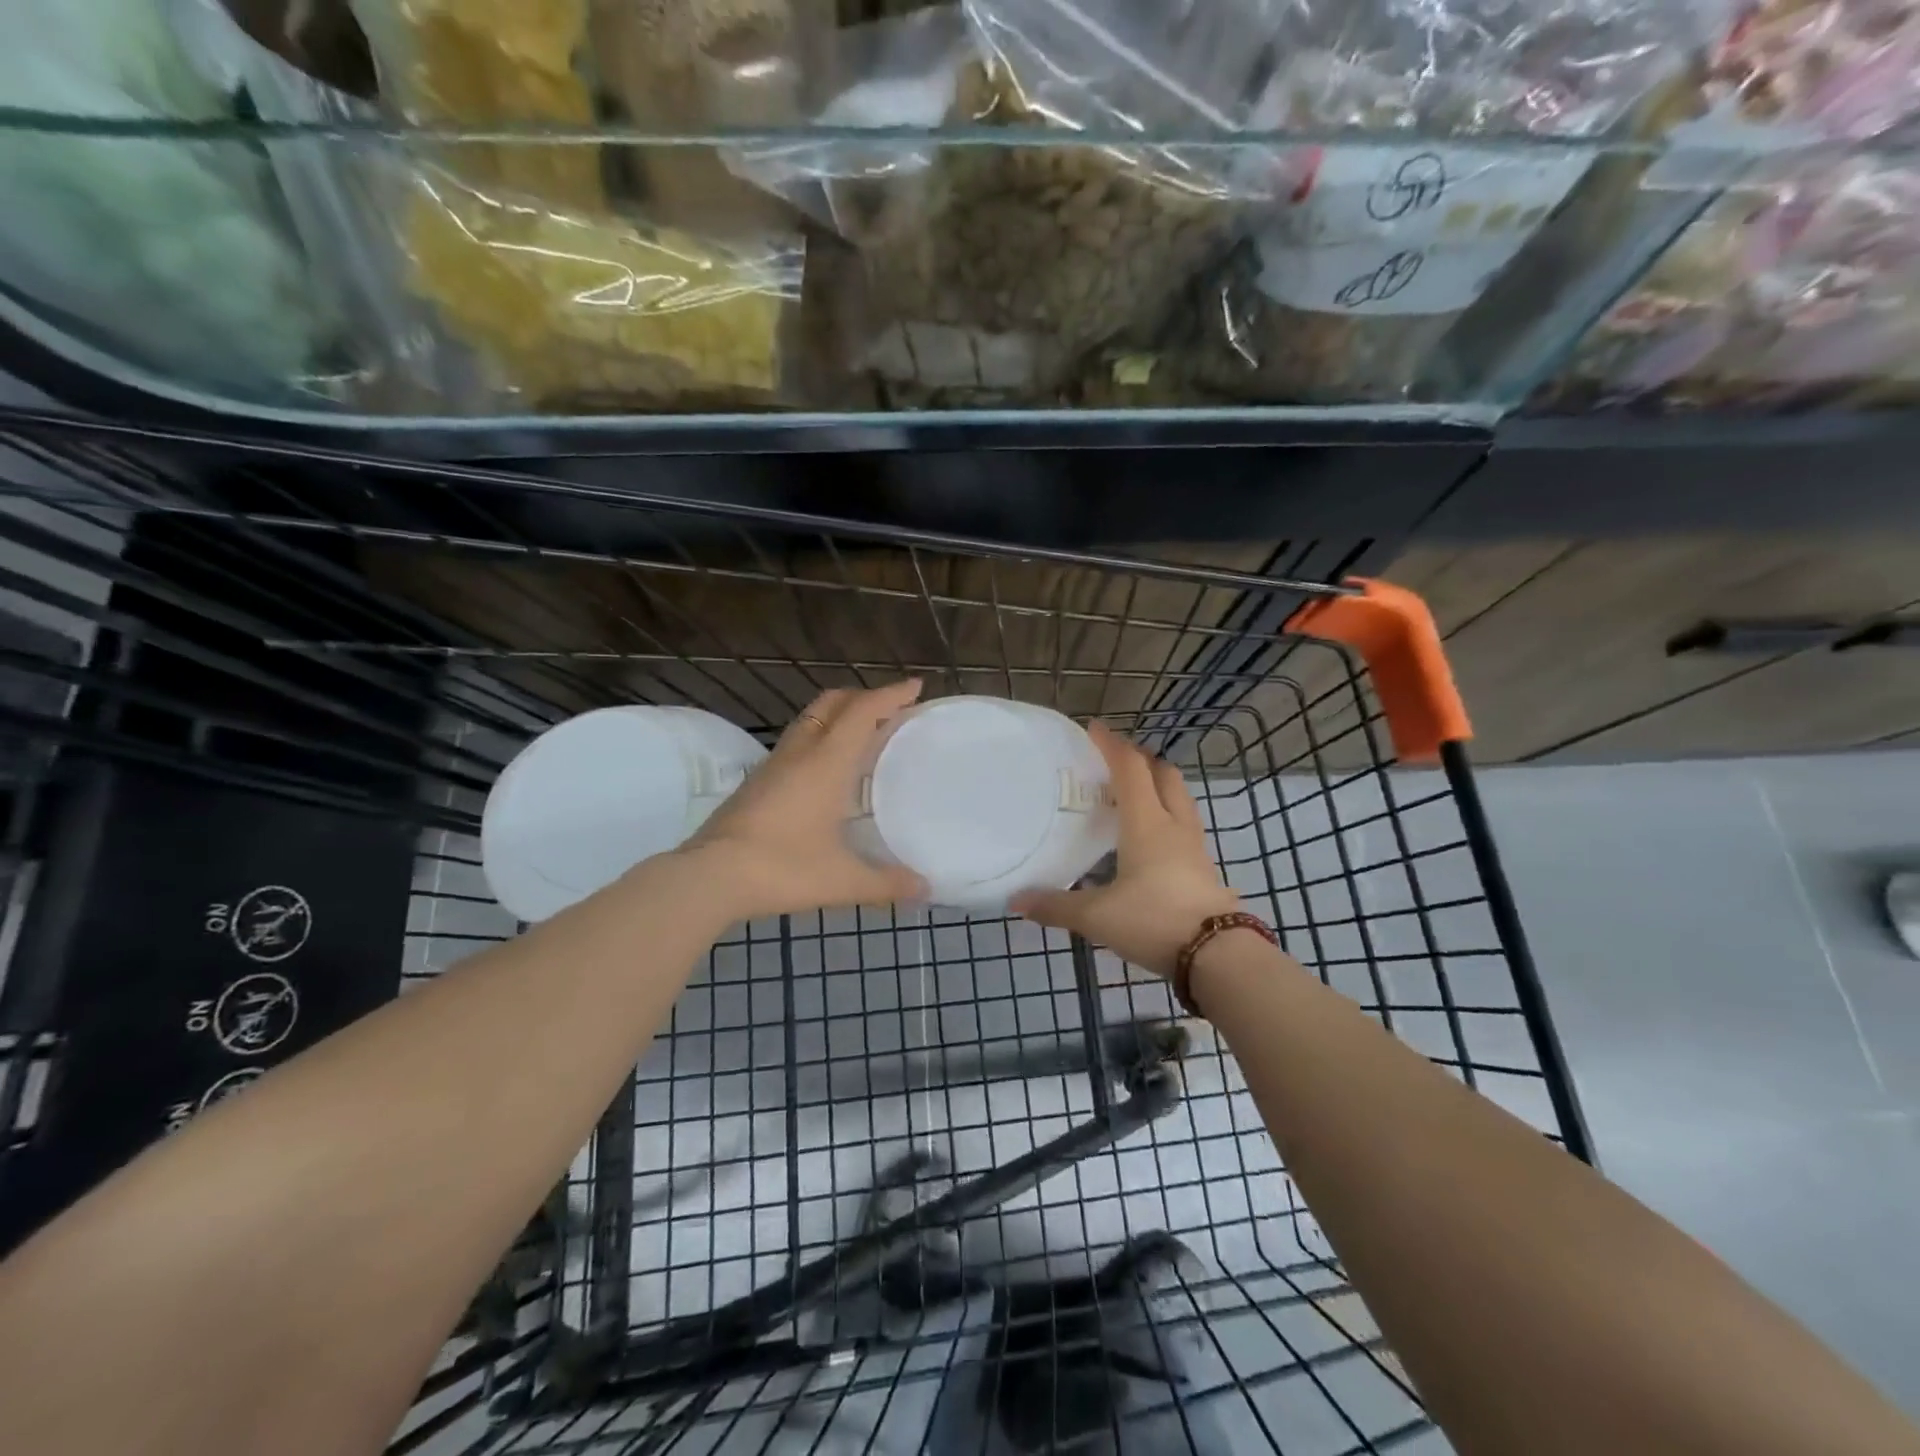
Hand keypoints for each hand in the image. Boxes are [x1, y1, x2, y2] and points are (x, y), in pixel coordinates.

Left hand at [681, 680, 928, 920]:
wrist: (709, 877)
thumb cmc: (782, 869)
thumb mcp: (842, 880)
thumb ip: (886, 883)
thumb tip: (925, 888)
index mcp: (826, 763)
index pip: (862, 712)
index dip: (891, 694)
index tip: (916, 686)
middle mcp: (800, 753)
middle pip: (833, 703)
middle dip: (864, 696)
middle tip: (891, 708)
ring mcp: (773, 765)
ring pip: (810, 720)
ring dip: (839, 716)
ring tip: (862, 735)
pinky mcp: (757, 782)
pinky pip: (796, 742)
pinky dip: (820, 738)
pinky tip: (826, 770)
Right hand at [1013, 723, 1239, 976]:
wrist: (1217, 955)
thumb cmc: (1153, 920)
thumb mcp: (1097, 916)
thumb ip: (1056, 906)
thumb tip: (1015, 901)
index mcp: (1146, 824)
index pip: (1130, 770)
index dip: (1112, 745)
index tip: (1094, 728)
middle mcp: (1173, 825)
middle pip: (1163, 774)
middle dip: (1140, 759)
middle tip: (1115, 760)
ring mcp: (1195, 846)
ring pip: (1179, 798)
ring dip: (1158, 784)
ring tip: (1134, 793)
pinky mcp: (1204, 867)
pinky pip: (1185, 824)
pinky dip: (1167, 814)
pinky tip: (1152, 837)